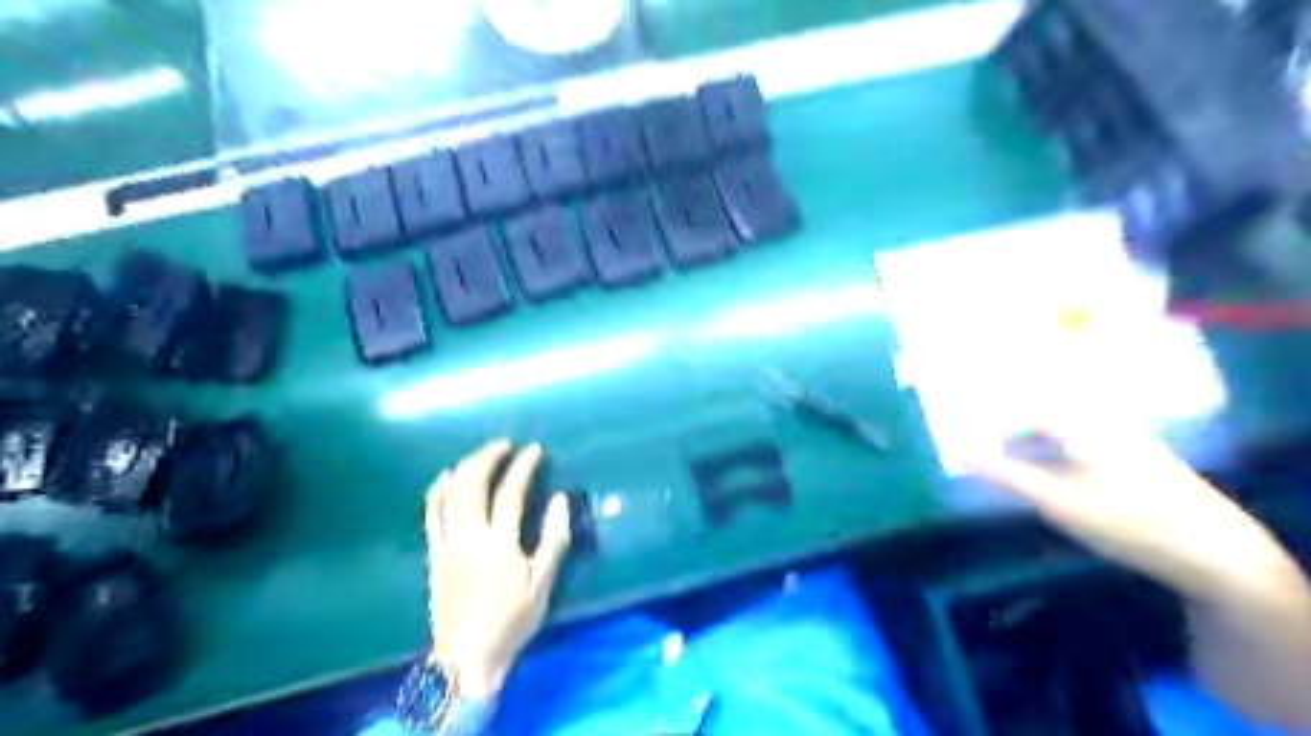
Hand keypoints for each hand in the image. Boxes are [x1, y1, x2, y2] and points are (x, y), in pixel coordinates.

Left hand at [429, 440, 571, 698]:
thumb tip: (560, 499)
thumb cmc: (511, 619)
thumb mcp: (542, 582)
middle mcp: (468, 537)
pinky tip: (446, 477)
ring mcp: (446, 544)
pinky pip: (430, 514)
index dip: (523, 467)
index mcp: (499, 544)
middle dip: (487, 458)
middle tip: (504, 445)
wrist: (466, 656)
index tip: (534, 450)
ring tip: (480, 455)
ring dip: (464, 468)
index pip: (510, 493)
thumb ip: (553, 538)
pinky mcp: (433, 553)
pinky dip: (437, 491)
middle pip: (473, 485)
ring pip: (449, 494)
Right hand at [961, 422, 1298, 606]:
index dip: (994, 417)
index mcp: (1082, 424)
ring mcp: (1127, 443)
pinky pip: (1085, 447)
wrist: (1216, 552)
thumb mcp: (1056, 500)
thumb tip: (958, 453)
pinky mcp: (1142, 464)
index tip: (969, 431)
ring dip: (1035, 443)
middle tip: (983, 445)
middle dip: (1012, 428)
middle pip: (1045, 417)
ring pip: (1066, 432)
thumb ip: (1005, 474)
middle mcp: (1104, 424)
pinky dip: (1059, 455)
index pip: (1026, 408)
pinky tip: (1054, 477)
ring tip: (1010, 462)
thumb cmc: (1125, 520)